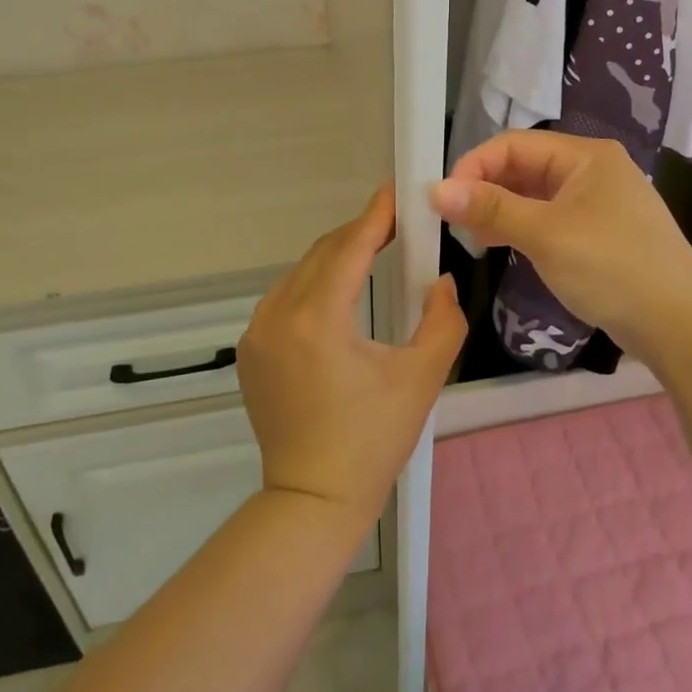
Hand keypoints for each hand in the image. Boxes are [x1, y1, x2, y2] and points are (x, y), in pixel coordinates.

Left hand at [237, 183, 465, 524]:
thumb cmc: (372, 441)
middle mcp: (278, 315)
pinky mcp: (250, 351)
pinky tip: (338, 296)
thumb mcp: (420, 378)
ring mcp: (257, 333)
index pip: (349, 248)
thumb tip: (442, 280)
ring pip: (300, 275)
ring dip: (335, 259)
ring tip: (372, 255)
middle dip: (359, 234)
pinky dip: (313, 286)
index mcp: (317, 319)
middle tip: (395, 225)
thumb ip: (442, 320)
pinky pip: (284, 299)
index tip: (397, 192)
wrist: (313, 499)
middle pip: (322, 255)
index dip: (375, 216)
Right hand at [430, 131, 691, 361]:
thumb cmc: (612, 267)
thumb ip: (490, 209)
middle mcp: (593, 170)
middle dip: (486, 190)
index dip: (474, 166)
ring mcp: (599, 203)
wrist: (680, 324)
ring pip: (536, 195)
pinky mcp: (601, 233)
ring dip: (502, 211)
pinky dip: (523, 228)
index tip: (444, 200)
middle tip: (455, 222)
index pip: (513, 144)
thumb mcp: (545, 234)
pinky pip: (551, 219)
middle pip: (525, 167)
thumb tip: (435, 189)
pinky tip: (504, 247)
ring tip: (474, 239)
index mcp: (586, 156)